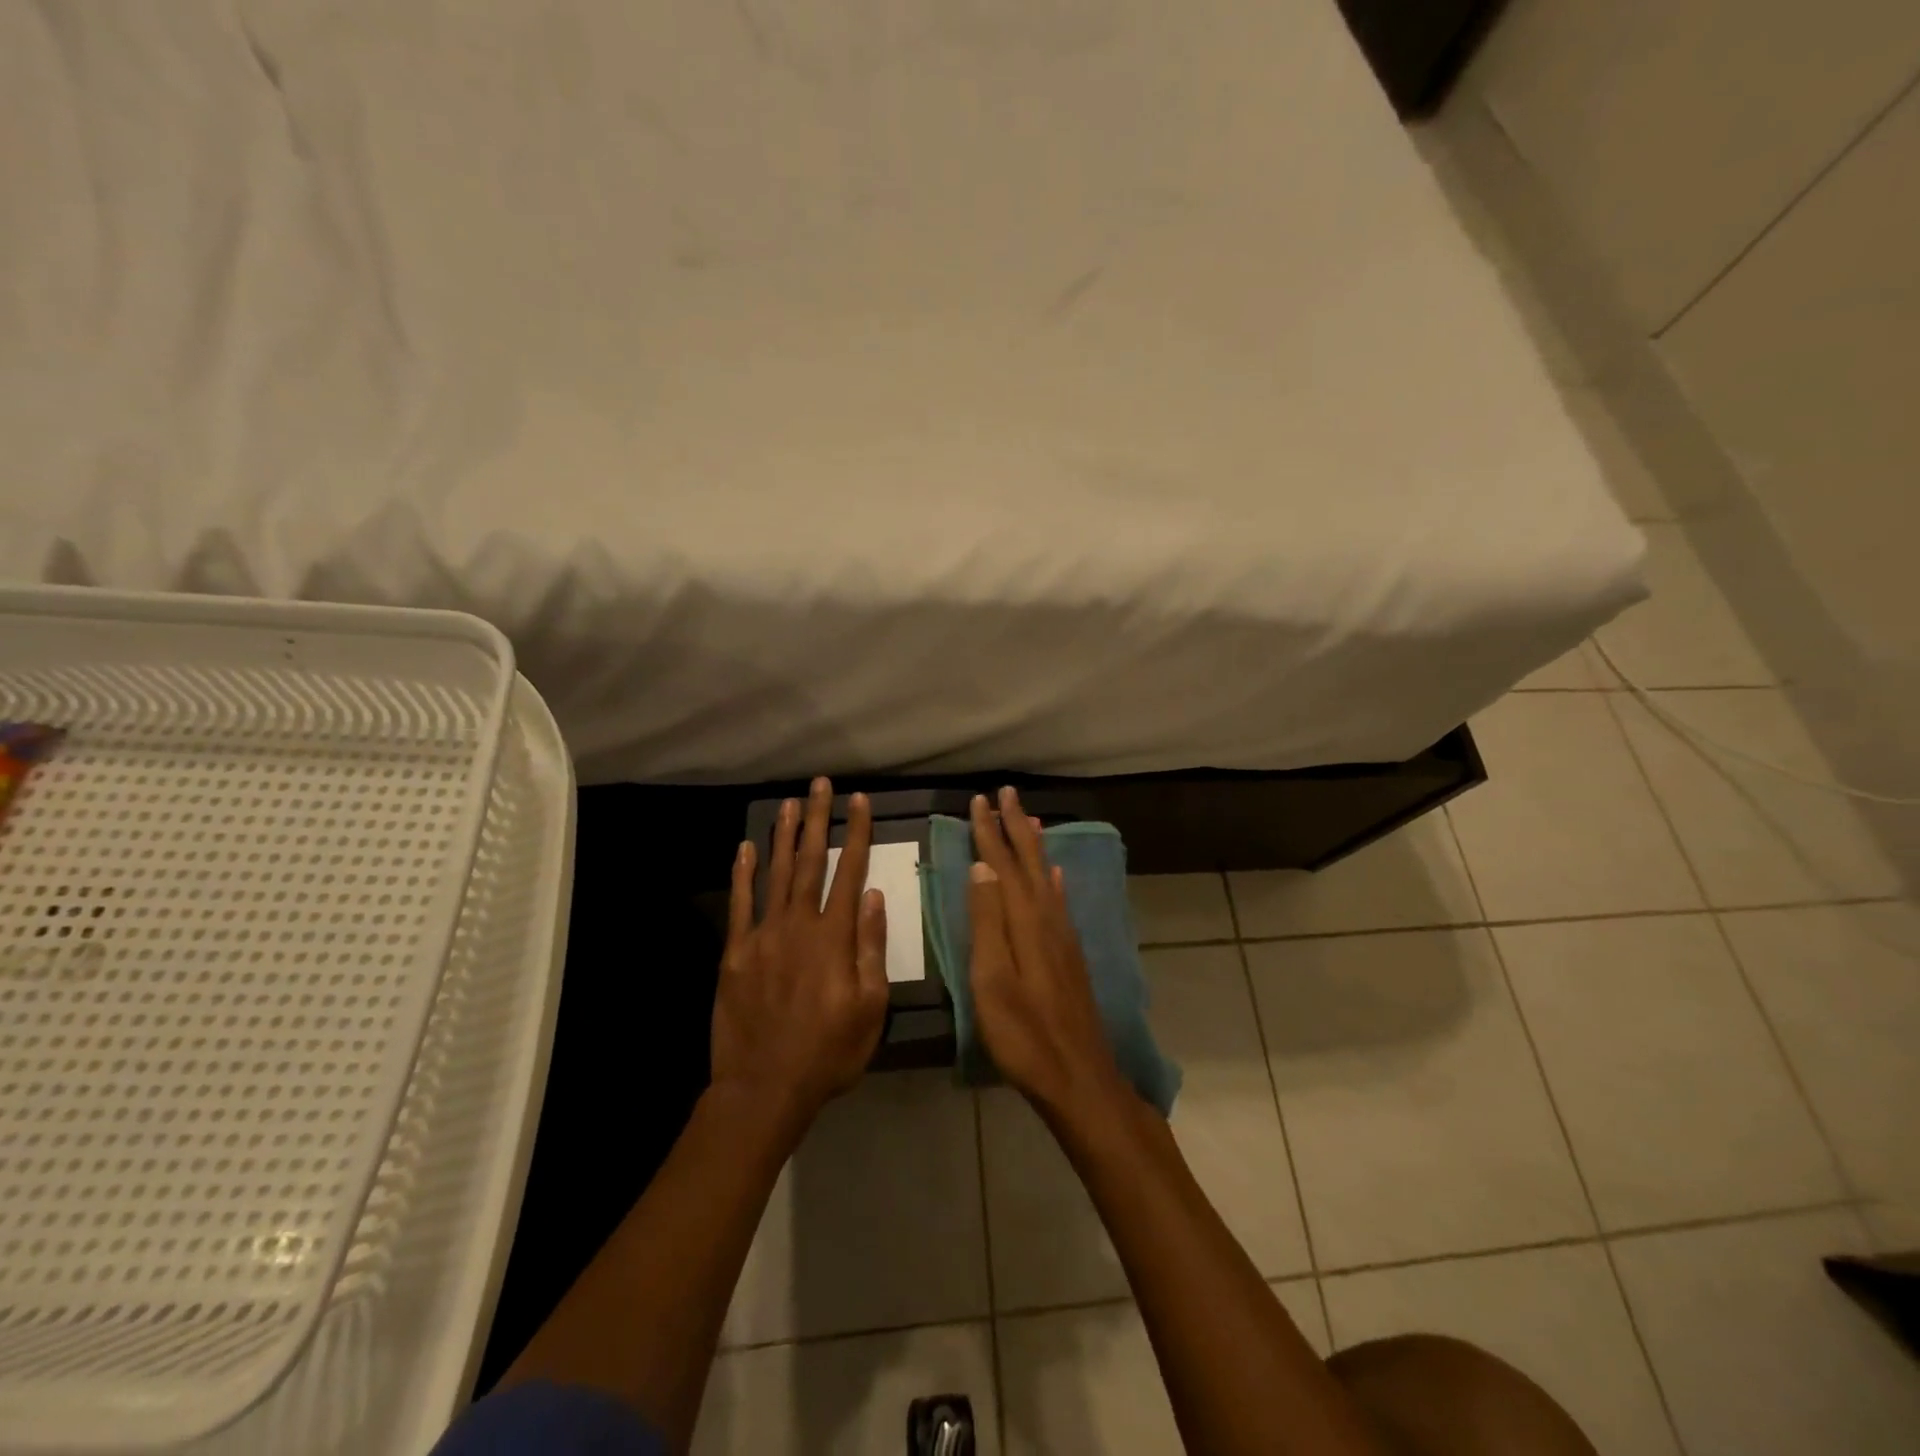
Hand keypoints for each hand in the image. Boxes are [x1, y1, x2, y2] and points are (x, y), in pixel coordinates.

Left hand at [713, 778, 889, 1130]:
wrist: (765, 1087)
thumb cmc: (829, 1052)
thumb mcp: (870, 1007)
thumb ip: (871, 948)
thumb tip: (875, 896)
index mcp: (834, 937)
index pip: (849, 872)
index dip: (856, 833)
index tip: (859, 801)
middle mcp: (798, 925)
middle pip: (810, 861)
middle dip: (817, 820)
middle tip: (819, 785)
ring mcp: (763, 936)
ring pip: (775, 874)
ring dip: (784, 836)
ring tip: (790, 803)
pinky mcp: (736, 953)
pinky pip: (740, 904)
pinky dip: (742, 874)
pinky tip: (746, 848)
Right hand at [968, 786, 1130, 1121]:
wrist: (1079, 1077)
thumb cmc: (1024, 1035)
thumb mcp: (991, 980)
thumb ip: (986, 922)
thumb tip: (982, 867)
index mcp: (1024, 922)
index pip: (1003, 865)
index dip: (990, 832)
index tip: (979, 800)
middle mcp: (1048, 919)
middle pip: (1029, 862)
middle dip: (1015, 826)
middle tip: (1006, 792)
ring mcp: (1063, 937)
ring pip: (1047, 876)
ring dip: (1035, 845)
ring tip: (1030, 818)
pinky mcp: (1070, 955)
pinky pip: (1061, 901)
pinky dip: (1055, 881)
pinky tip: (1057, 875)